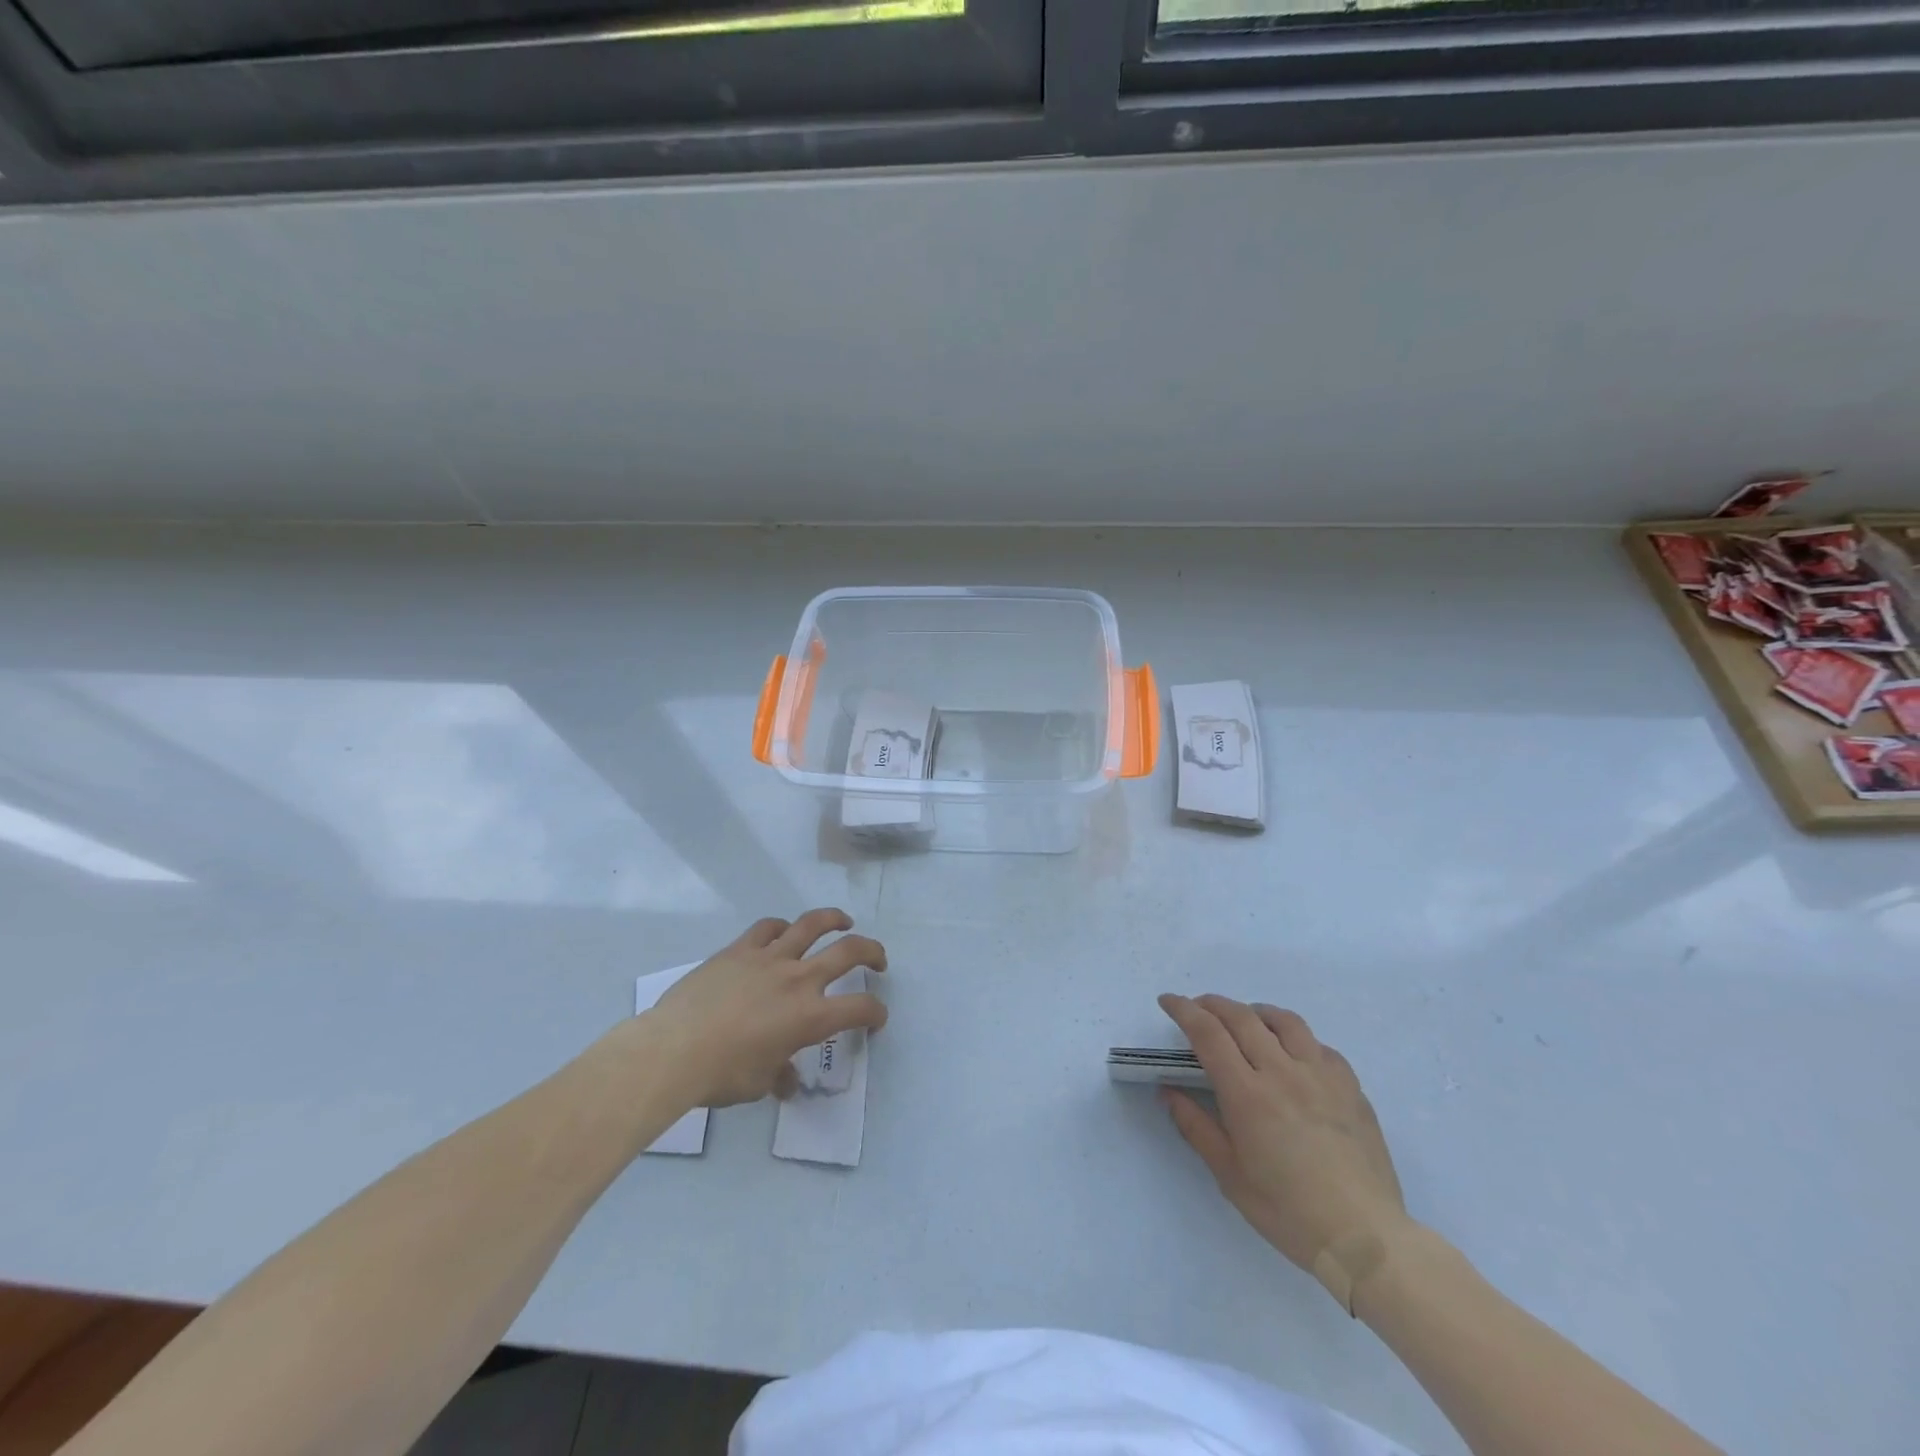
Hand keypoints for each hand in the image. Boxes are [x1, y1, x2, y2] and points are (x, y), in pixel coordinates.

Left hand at [647, 909, 887, 1107]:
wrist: (673, 1049)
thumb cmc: (721, 1074)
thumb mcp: (759, 1083)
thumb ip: (780, 1075)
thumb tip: (786, 1080)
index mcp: (810, 1016)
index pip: (859, 1009)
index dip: (876, 1013)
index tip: (876, 1019)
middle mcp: (798, 979)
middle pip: (849, 951)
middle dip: (872, 952)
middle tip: (878, 960)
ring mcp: (769, 958)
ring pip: (811, 924)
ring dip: (834, 920)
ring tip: (843, 922)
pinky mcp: (739, 949)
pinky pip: (767, 928)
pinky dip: (781, 927)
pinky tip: (783, 932)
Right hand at [1158, 994, 1408, 1279]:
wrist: (1365, 1238)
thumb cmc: (1288, 1212)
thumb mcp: (1229, 1176)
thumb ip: (1196, 1127)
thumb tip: (1168, 1091)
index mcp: (1247, 1094)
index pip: (1208, 1033)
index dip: (1183, 1010)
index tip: (1168, 1001)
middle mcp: (1282, 1072)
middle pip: (1242, 1017)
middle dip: (1213, 1004)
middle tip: (1198, 1008)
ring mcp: (1321, 1075)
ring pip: (1284, 1021)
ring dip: (1256, 1012)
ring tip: (1246, 1019)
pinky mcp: (1350, 1087)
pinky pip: (1320, 1046)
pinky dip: (1297, 1039)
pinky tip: (1293, 1054)